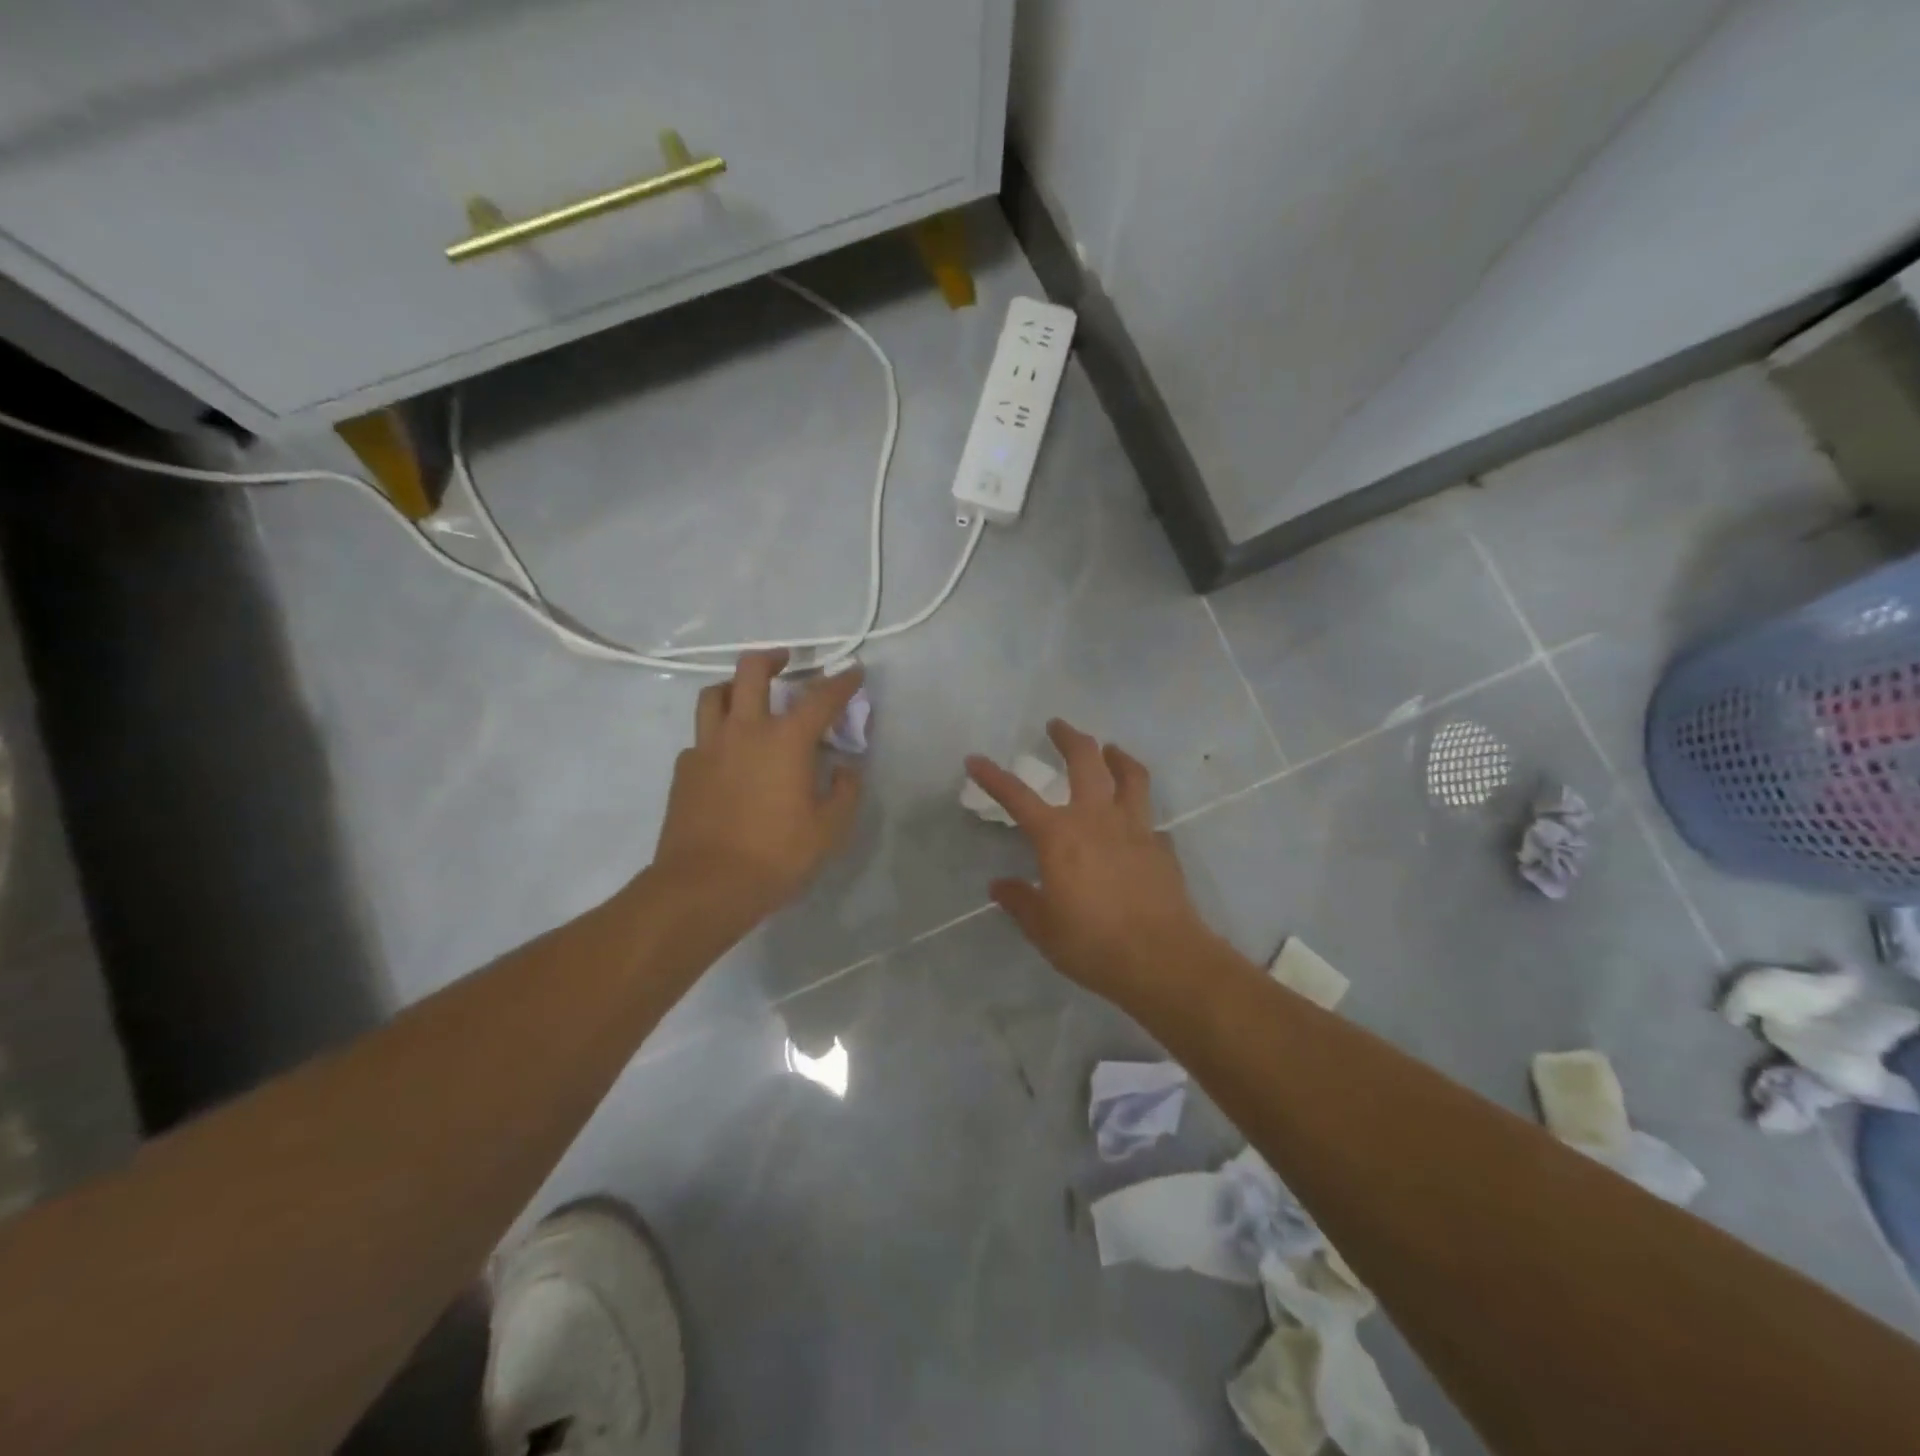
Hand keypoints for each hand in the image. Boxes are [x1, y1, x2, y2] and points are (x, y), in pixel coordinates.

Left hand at [651, 650, 863, 923]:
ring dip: (733, 686)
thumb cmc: (776, 855)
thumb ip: (845, 791)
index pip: (820, 698)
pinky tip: (726, 755)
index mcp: (786, 740)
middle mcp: (744, 731)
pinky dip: (717, 734)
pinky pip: (700, 737)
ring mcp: (707, 747)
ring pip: (713, 695)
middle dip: (772, 658)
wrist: (704, 886)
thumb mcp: (830, 829)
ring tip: (745, 695)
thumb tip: (846, 767)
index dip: (842, 681)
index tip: (854, 671)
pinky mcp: (684, 770)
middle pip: (751, 672)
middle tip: (785, 661)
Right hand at [966, 721, 1223, 1013]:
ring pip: (1131, 776)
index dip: (993, 777)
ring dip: (1117, 757)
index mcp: (1059, 835)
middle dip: (1069, 737)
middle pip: (1085, 761)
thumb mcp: (1044, 928)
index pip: (1017, 796)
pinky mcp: (1162, 847)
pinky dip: (1140, 814)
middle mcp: (1097, 819)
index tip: (975, 759)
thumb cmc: (1093, 943)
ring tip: (1111, 750)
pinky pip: (1150, 820)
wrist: (1162, 959)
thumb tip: (1000, 886)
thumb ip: (1020, 901)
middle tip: (1057, 725)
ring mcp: (1135, 829)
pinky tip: (1138, 826)